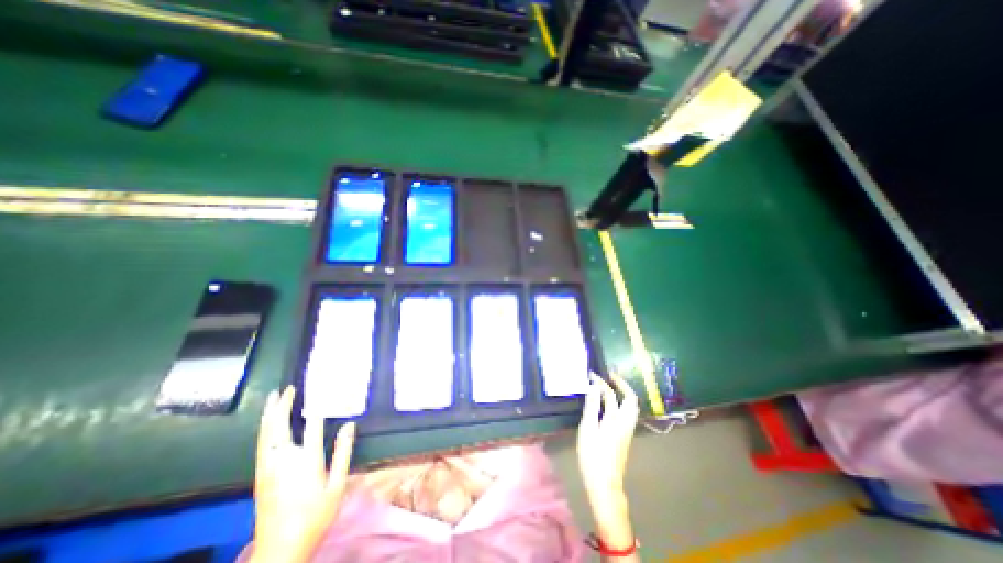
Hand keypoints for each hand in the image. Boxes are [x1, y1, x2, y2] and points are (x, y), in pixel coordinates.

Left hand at [248, 387, 354, 562]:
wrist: (280, 550)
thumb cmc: (315, 515)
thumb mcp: (337, 484)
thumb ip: (343, 452)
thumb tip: (349, 424)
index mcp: (305, 461)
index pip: (312, 425)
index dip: (316, 405)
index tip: (321, 389)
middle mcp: (283, 460)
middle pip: (280, 426)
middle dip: (283, 405)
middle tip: (287, 389)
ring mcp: (267, 469)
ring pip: (265, 435)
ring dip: (269, 414)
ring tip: (272, 399)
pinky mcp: (260, 477)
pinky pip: (260, 445)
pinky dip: (264, 429)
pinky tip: (267, 424)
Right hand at [576, 374, 637, 557]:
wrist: (604, 484)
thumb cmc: (593, 455)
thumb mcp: (588, 428)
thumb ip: (592, 406)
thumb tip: (594, 386)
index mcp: (617, 419)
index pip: (612, 394)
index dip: (602, 382)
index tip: (592, 373)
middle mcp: (626, 422)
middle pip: (630, 399)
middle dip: (621, 384)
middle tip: (608, 376)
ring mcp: (626, 430)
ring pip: (629, 407)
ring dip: (622, 393)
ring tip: (609, 386)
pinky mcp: (623, 436)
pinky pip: (625, 413)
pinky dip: (619, 402)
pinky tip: (607, 404)